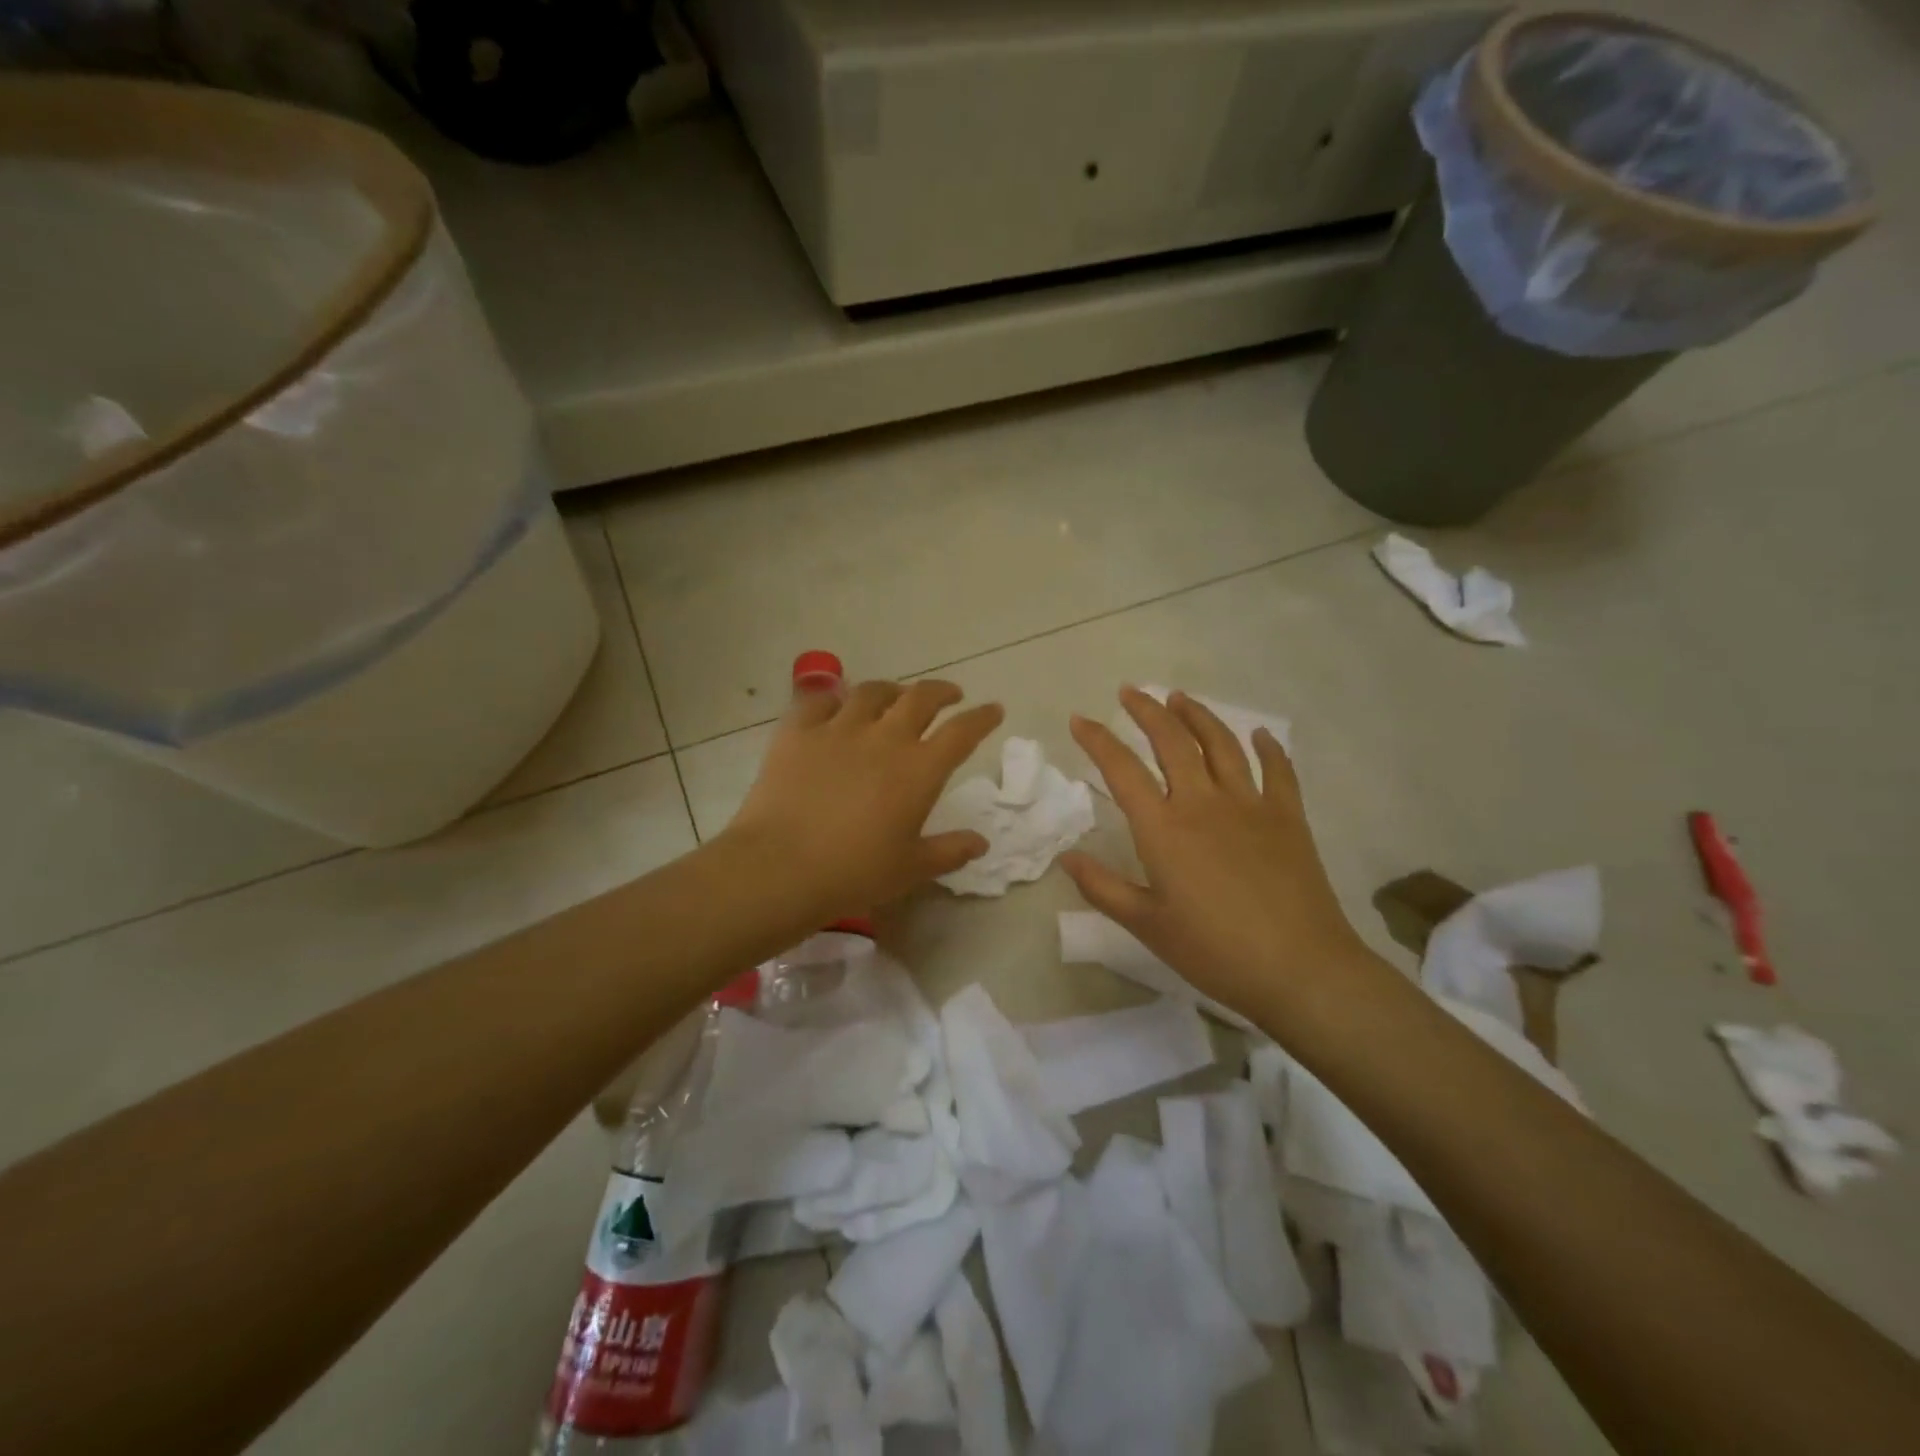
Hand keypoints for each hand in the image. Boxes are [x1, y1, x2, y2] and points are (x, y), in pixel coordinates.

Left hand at [724, 679, 1003, 919]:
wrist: (780, 867)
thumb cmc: (854, 873)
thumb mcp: (911, 868)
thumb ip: (949, 851)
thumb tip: (981, 842)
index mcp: (919, 770)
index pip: (962, 732)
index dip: (982, 718)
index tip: (993, 709)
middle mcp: (885, 738)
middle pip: (921, 698)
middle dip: (942, 692)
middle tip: (950, 695)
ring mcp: (839, 729)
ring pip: (873, 692)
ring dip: (892, 690)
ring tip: (896, 695)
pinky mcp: (798, 732)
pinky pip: (819, 700)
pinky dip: (834, 698)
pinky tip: (836, 705)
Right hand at [1060, 687, 1379, 1025]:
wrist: (1299, 968)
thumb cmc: (1214, 951)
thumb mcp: (1147, 925)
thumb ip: (1103, 887)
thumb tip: (1066, 856)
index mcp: (1163, 829)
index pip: (1122, 769)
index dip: (1097, 740)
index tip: (1080, 719)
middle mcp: (1203, 803)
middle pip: (1172, 741)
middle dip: (1147, 710)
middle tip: (1130, 691)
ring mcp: (1250, 805)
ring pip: (1221, 744)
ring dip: (1198, 715)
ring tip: (1180, 698)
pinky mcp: (1287, 818)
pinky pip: (1278, 770)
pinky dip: (1269, 748)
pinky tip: (1261, 735)